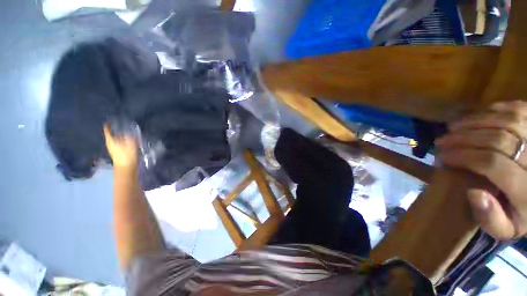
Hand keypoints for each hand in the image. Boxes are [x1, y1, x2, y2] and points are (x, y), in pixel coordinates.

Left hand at [103, 124, 138, 168]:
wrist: (126, 168)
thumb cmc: (127, 155)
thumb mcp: (131, 144)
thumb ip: (130, 137)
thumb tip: (129, 133)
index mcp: (110, 140)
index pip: (107, 131)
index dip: (108, 126)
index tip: (109, 122)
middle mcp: (110, 144)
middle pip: (112, 135)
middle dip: (116, 131)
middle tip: (122, 127)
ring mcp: (113, 149)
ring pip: (116, 140)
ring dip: (121, 137)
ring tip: (128, 134)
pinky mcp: (117, 153)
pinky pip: (119, 144)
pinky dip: (123, 142)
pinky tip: (129, 143)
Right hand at [436, 101, 526, 238]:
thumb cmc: (523, 215)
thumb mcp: (506, 229)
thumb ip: (490, 219)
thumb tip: (473, 193)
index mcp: (526, 191)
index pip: (492, 164)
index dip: (464, 157)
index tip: (442, 156)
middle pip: (499, 140)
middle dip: (465, 138)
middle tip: (442, 140)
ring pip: (508, 121)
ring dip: (476, 121)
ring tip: (454, 126)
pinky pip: (519, 109)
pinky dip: (496, 109)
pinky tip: (479, 114)